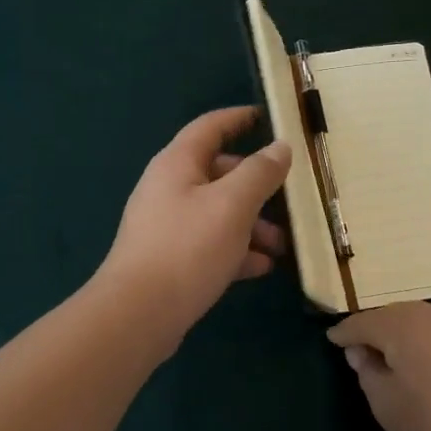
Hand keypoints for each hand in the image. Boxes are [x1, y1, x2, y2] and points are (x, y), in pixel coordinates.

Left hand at [98, 107, 291, 351]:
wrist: (139, 314)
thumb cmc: (188, 248)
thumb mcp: (233, 205)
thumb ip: (260, 172)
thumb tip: (280, 147)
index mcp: (178, 164)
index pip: (210, 127)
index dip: (239, 118)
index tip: (268, 117)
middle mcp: (169, 189)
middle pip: (219, 173)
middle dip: (258, 186)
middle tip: (291, 200)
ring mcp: (168, 226)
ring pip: (218, 213)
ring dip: (253, 225)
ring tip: (284, 245)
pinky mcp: (171, 260)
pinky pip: (211, 245)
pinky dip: (237, 251)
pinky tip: (263, 267)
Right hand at [328, 301, 430, 430]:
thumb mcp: (385, 404)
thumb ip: (367, 371)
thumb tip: (361, 351)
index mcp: (405, 323)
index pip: (364, 323)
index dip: (345, 333)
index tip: (331, 340)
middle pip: (393, 316)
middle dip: (374, 330)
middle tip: (358, 350)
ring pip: (419, 321)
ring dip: (401, 335)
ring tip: (389, 357)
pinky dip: (424, 341)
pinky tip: (420, 361)